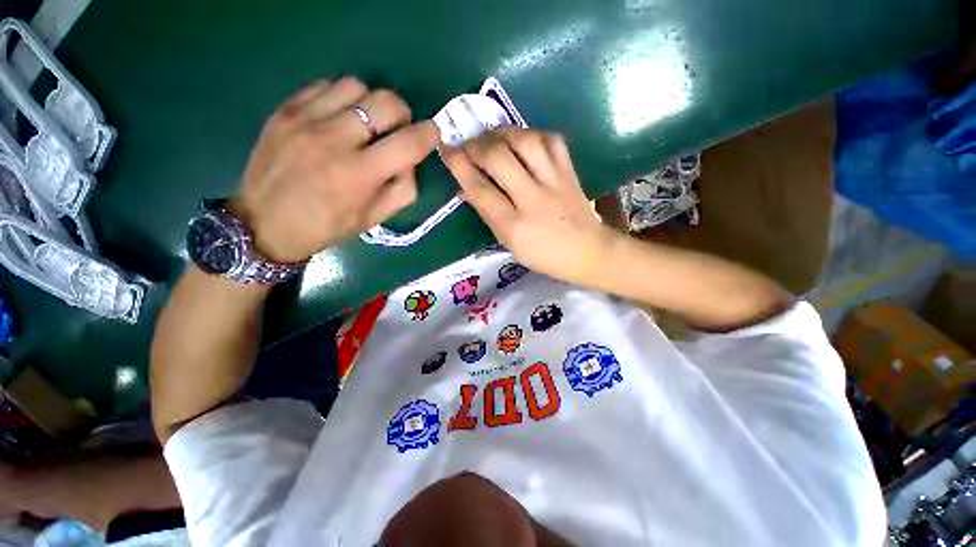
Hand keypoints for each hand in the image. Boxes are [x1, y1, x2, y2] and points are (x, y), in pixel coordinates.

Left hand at [231, 77, 439, 262]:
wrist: (263, 223)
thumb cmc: (326, 227)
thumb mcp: (374, 219)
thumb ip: (403, 190)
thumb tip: (411, 161)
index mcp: (359, 175)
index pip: (409, 143)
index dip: (429, 135)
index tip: (431, 135)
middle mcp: (334, 141)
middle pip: (386, 102)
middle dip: (403, 114)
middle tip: (398, 129)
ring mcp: (305, 120)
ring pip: (357, 86)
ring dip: (371, 103)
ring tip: (366, 123)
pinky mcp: (285, 109)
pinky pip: (326, 85)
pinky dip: (343, 98)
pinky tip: (340, 118)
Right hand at [442, 127, 617, 285]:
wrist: (588, 251)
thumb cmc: (544, 255)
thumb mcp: (509, 243)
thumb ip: (487, 214)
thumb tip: (464, 187)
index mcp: (514, 226)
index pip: (480, 189)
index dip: (459, 165)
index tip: (446, 149)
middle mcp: (533, 200)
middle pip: (498, 158)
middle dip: (476, 145)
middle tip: (468, 146)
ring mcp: (555, 181)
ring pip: (524, 141)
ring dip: (501, 134)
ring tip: (491, 139)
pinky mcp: (569, 171)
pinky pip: (550, 139)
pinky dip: (530, 134)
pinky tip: (521, 140)